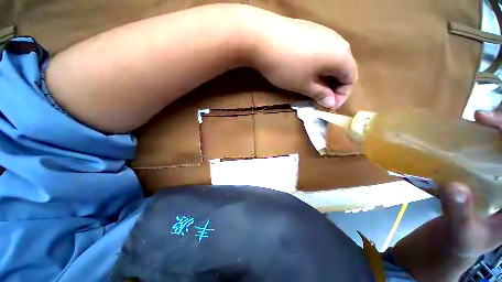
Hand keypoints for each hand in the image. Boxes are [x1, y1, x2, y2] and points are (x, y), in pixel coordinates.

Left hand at [245, 9, 357, 108]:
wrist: (263, 38)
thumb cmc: (287, 67)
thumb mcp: (304, 85)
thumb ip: (321, 94)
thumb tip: (331, 102)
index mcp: (342, 55)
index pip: (351, 78)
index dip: (342, 95)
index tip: (329, 105)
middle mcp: (338, 41)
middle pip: (343, 68)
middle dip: (334, 86)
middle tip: (320, 98)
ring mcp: (324, 32)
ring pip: (332, 59)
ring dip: (326, 76)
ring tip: (313, 87)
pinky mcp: (312, 30)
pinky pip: (322, 51)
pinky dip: (318, 65)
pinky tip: (306, 70)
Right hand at [393, 109, 501, 280]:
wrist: (456, 241)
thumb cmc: (462, 242)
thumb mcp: (462, 233)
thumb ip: (461, 214)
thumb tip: (452, 186)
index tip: (485, 119)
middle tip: (484, 115)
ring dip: (498, 129)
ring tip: (480, 120)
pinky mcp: (491, 175)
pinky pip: (496, 150)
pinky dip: (488, 137)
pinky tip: (475, 133)